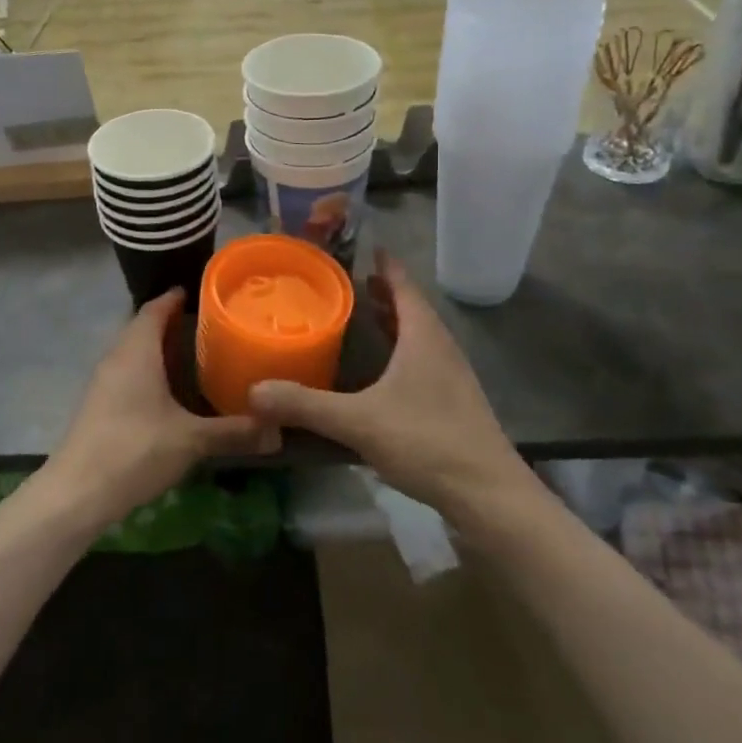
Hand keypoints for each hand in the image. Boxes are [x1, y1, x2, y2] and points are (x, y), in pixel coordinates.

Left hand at [39, 290, 276, 533]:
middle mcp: (117, 357)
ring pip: (134, 352)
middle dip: (173, 323)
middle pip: (143, 327)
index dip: (175, 297)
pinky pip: (128, 373)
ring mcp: (103, 382)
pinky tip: (170, 391)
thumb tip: (278, 430)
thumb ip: (234, 432)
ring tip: (196, 354)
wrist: (78, 492)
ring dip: (160, 349)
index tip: (203, 292)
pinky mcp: (99, 405)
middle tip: (210, 324)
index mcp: (136, 351)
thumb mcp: (192, 440)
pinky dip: (149, 371)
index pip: (154, 308)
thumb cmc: (135, 450)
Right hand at [248, 251, 537, 522]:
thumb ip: (305, 405)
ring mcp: (452, 379)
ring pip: (420, 338)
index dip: (387, 266)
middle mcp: (441, 350)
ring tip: (366, 319)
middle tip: (354, 284)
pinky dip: (401, 354)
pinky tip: (383, 376)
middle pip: (413, 310)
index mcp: (423, 338)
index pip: (404, 287)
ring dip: (395, 324)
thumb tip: (253, 391)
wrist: (488, 495)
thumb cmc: (427, 441)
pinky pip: (423, 363)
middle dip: (386, 294)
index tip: (371, 247)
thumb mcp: (358, 421)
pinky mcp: (454, 406)